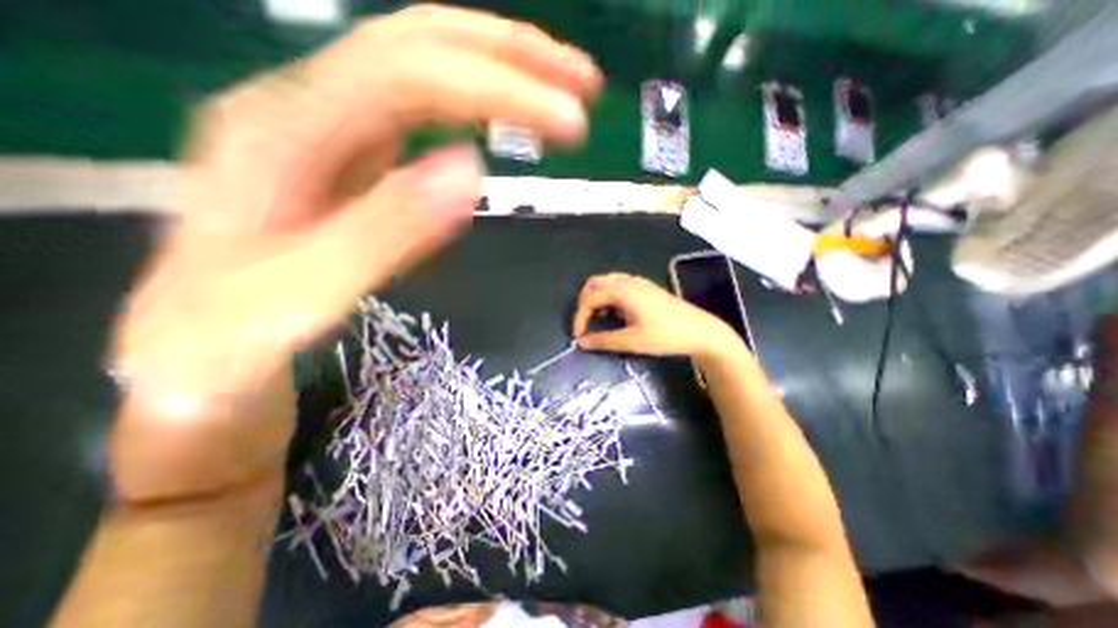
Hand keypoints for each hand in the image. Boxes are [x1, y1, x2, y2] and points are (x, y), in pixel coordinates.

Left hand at [107, 4, 603, 501]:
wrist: (192, 359)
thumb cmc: (230, 342)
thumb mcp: (301, 299)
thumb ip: (384, 234)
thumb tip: (470, 173)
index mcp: (282, 134)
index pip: (410, 76)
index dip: (500, 90)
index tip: (571, 124)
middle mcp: (303, 111)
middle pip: (417, 44)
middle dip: (510, 56)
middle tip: (581, 84)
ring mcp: (327, 135)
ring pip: (421, 70)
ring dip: (496, 72)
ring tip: (557, 96)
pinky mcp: (349, 163)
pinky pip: (417, 114)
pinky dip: (473, 108)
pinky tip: (503, 125)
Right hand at [570, 272, 739, 360]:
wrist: (700, 331)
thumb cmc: (665, 336)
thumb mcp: (632, 341)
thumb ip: (604, 340)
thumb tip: (581, 342)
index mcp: (623, 291)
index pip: (590, 298)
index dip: (579, 316)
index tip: (578, 335)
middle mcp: (628, 281)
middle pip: (595, 283)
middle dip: (584, 302)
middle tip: (585, 323)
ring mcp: (638, 282)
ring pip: (606, 282)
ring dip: (596, 298)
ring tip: (598, 318)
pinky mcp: (645, 287)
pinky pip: (618, 285)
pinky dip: (608, 296)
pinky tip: (615, 312)